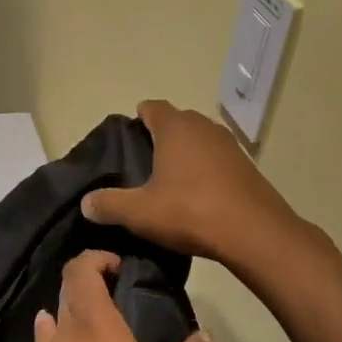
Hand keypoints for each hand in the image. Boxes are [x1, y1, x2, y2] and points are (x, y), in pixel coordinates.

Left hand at [30, 252, 213, 341]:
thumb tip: (203, 335)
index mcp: (97, 329)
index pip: (80, 271)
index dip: (96, 259)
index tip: (119, 268)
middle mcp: (63, 338)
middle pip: (66, 291)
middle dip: (88, 283)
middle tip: (117, 295)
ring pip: (51, 320)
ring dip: (72, 314)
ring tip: (99, 330)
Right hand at [81, 100, 302, 265]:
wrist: (255, 234)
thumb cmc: (191, 212)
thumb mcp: (140, 212)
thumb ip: (109, 204)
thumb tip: (85, 203)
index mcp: (175, 127)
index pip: (151, 107)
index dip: (137, 120)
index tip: (127, 143)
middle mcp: (203, 126)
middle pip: (175, 122)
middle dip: (159, 137)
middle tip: (142, 165)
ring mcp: (229, 145)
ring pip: (198, 140)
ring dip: (184, 154)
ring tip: (168, 182)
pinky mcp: (246, 165)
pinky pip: (217, 159)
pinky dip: (205, 170)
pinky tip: (198, 195)